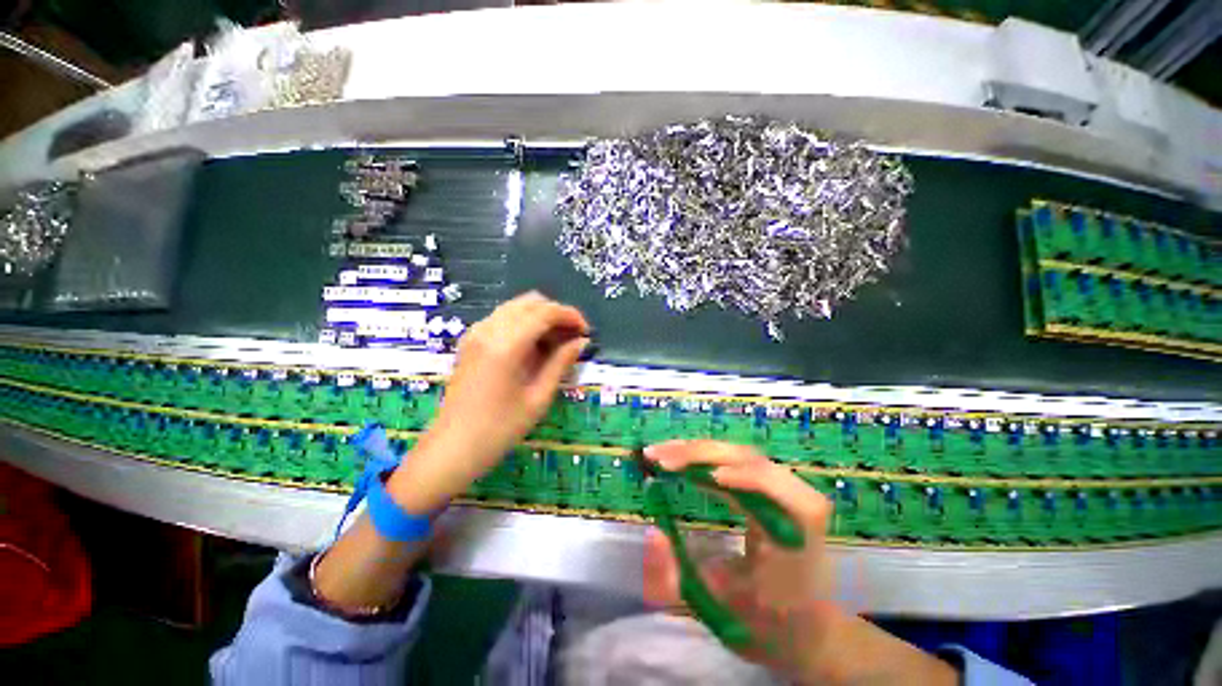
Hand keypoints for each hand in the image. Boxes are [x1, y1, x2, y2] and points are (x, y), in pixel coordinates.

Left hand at [388, 292, 589, 512]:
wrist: (453, 448)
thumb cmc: (500, 429)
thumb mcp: (538, 397)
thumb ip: (561, 363)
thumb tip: (581, 342)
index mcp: (506, 345)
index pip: (545, 312)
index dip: (570, 316)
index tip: (586, 331)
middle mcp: (488, 330)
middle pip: (531, 303)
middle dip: (556, 314)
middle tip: (572, 337)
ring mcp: (476, 333)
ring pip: (516, 307)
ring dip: (540, 317)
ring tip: (555, 343)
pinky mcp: (470, 341)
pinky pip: (502, 318)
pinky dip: (523, 323)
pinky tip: (532, 347)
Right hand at [642, 440, 837, 678]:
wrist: (812, 630)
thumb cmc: (770, 627)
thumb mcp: (719, 612)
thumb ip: (679, 580)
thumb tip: (652, 532)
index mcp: (798, 533)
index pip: (769, 487)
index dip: (734, 474)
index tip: (687, 473)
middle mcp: (798, 501)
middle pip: (747, 459)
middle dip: (697, 454)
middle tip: (656, 457)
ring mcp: (788, 489)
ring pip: (740, 454)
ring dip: (698, 450)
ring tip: (663, 454)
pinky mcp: (775, 485)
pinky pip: (739, 460)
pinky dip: (707, 456)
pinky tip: (683, 458)